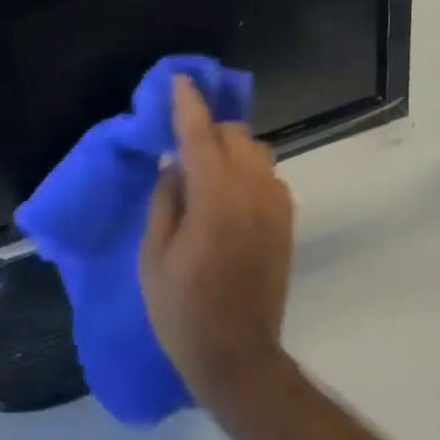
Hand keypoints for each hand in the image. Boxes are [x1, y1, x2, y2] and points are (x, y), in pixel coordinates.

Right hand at [140, 75, 294, 405]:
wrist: (239, 359)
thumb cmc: (183, 310)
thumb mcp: (154, 256)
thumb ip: (165, 199)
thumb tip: (174, 163)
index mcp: (214, 200)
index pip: (200, 136)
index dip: (188, 104)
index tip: (180, 80)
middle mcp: (251, 193)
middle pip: (234, 135)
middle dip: (209, 128)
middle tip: (184, 143)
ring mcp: (275, 207)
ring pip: (256, 151)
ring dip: (231, 148)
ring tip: (208, 169)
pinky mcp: (286, 222)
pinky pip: (268, 176)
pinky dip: (248, 171)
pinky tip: (230, 194)